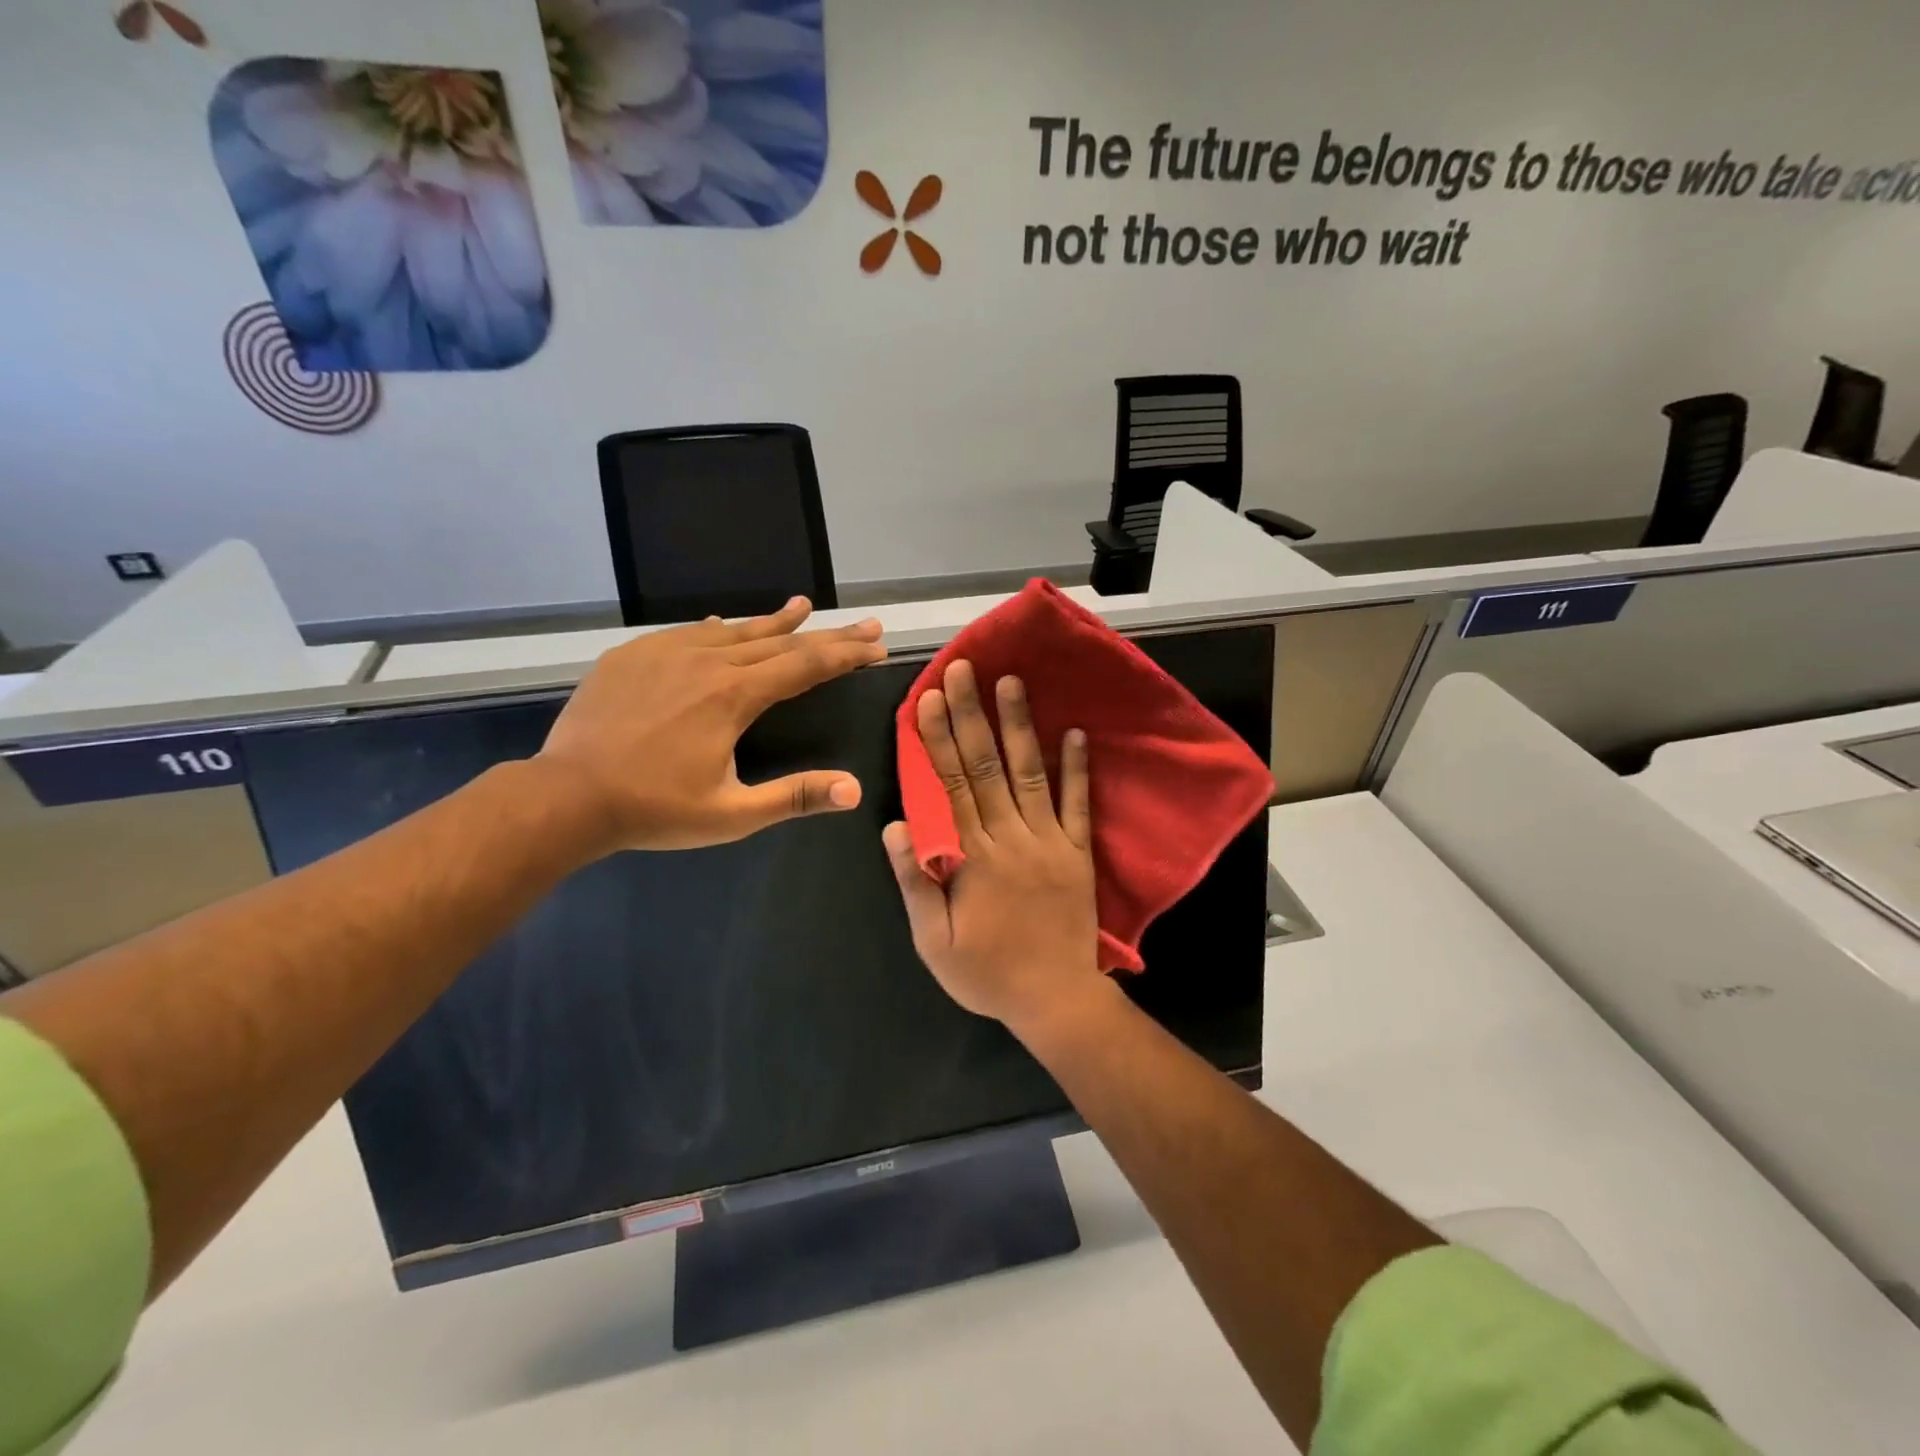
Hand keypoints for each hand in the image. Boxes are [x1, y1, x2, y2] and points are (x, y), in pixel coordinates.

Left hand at [538, 598, 886, 852]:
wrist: (566, 794)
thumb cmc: (654, 808)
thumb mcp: (731, 814)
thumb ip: (794, 797)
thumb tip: (854, 790)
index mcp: (734, 696)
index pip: (805, 665)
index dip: (845, 654)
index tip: (876, 644)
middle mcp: (706, 661)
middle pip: (779, 641)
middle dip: (826, 634)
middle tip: (864, 624)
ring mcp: (666, 651)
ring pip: (733, 629)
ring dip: (773, 621)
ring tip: (802, 606)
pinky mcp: (634, 654)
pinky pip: (688, 632)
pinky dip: (718, 628)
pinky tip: (723, 623)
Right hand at [883, 660, 1105, 1035]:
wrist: (1056, 1000)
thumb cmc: (988, 974)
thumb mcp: (934, 942)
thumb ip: (916, 883)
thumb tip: (894, 827)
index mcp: (975, 857)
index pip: (950, 786)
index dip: (938, 740)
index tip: (929, 699)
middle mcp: (1013, 837)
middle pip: (987, 767)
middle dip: (973, 714)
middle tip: (966, 669)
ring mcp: (1051, 842)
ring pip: (1032, 774)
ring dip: (1021, 726)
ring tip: (1013, 682)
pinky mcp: (1079, 852)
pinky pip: (1079, 804)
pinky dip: (1078, 768)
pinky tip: (1077, 732)